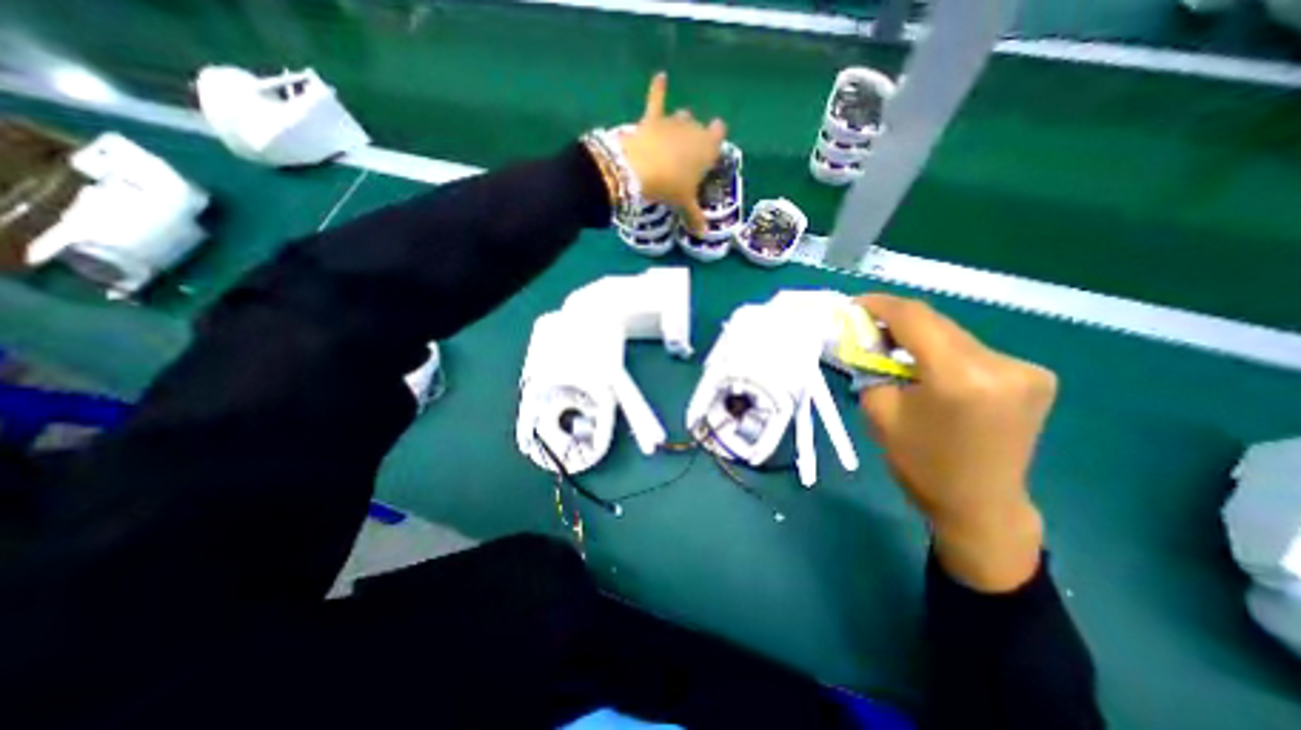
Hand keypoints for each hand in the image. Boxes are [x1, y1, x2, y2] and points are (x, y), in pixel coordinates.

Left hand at [616, 70, 720, 231]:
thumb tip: (704, 235)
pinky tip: (660, 75)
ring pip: (682, 117)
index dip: (716, 140)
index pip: (718, 137)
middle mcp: (693, 130)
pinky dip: (658, 88)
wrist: (640, 169)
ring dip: (681, 124)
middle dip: (696, 137)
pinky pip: (656, 99)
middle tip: (688, 154)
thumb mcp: (684, 204)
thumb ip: (695, 217)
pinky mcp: (652, 119)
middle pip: (699, 129)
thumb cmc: (670, 187)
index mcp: (706, 149)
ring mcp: (673, 122)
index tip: (712, 148)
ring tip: (676, 135)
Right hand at [855, 293, 1054, 589]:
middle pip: (936, 322)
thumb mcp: (879, 412)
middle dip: (896, 320)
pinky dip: (944, 351)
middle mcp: (1000, 364)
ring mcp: (1024, 369)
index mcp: (959, 376)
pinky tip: (928, 367)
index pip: (914, 318)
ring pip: (955, 335)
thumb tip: (864, 338)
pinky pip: (974, 350)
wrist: (979, 504)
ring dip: (920, 336)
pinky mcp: (1033, 377)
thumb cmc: (920, 463)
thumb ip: (871, 367)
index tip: (854, 305)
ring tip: (892, 347)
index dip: (880, 305)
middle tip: (866, 327)